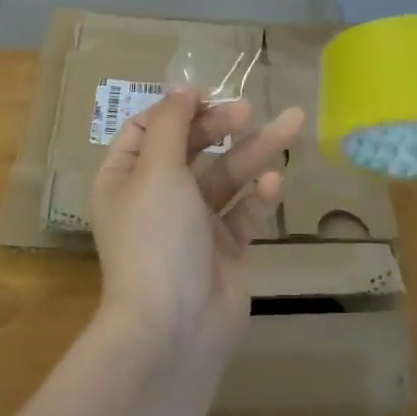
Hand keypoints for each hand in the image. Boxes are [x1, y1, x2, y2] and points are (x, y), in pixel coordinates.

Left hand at [90, 89, 305, 360]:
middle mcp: (154, 198)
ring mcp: (190, 226)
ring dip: (254, 151)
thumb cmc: (156, 238)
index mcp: (124, 179)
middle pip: (190, 148)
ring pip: (224, 178)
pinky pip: (241, 214)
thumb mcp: (157, 170)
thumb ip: (173, 124)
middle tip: (248, 109)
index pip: (147, 129)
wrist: (174, 329)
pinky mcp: (222, 250)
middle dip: (220, 126)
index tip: (207, 94)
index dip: (176, 108)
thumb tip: (182, 86)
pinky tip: (273, 182)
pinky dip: (256, 197)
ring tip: (292, 122)